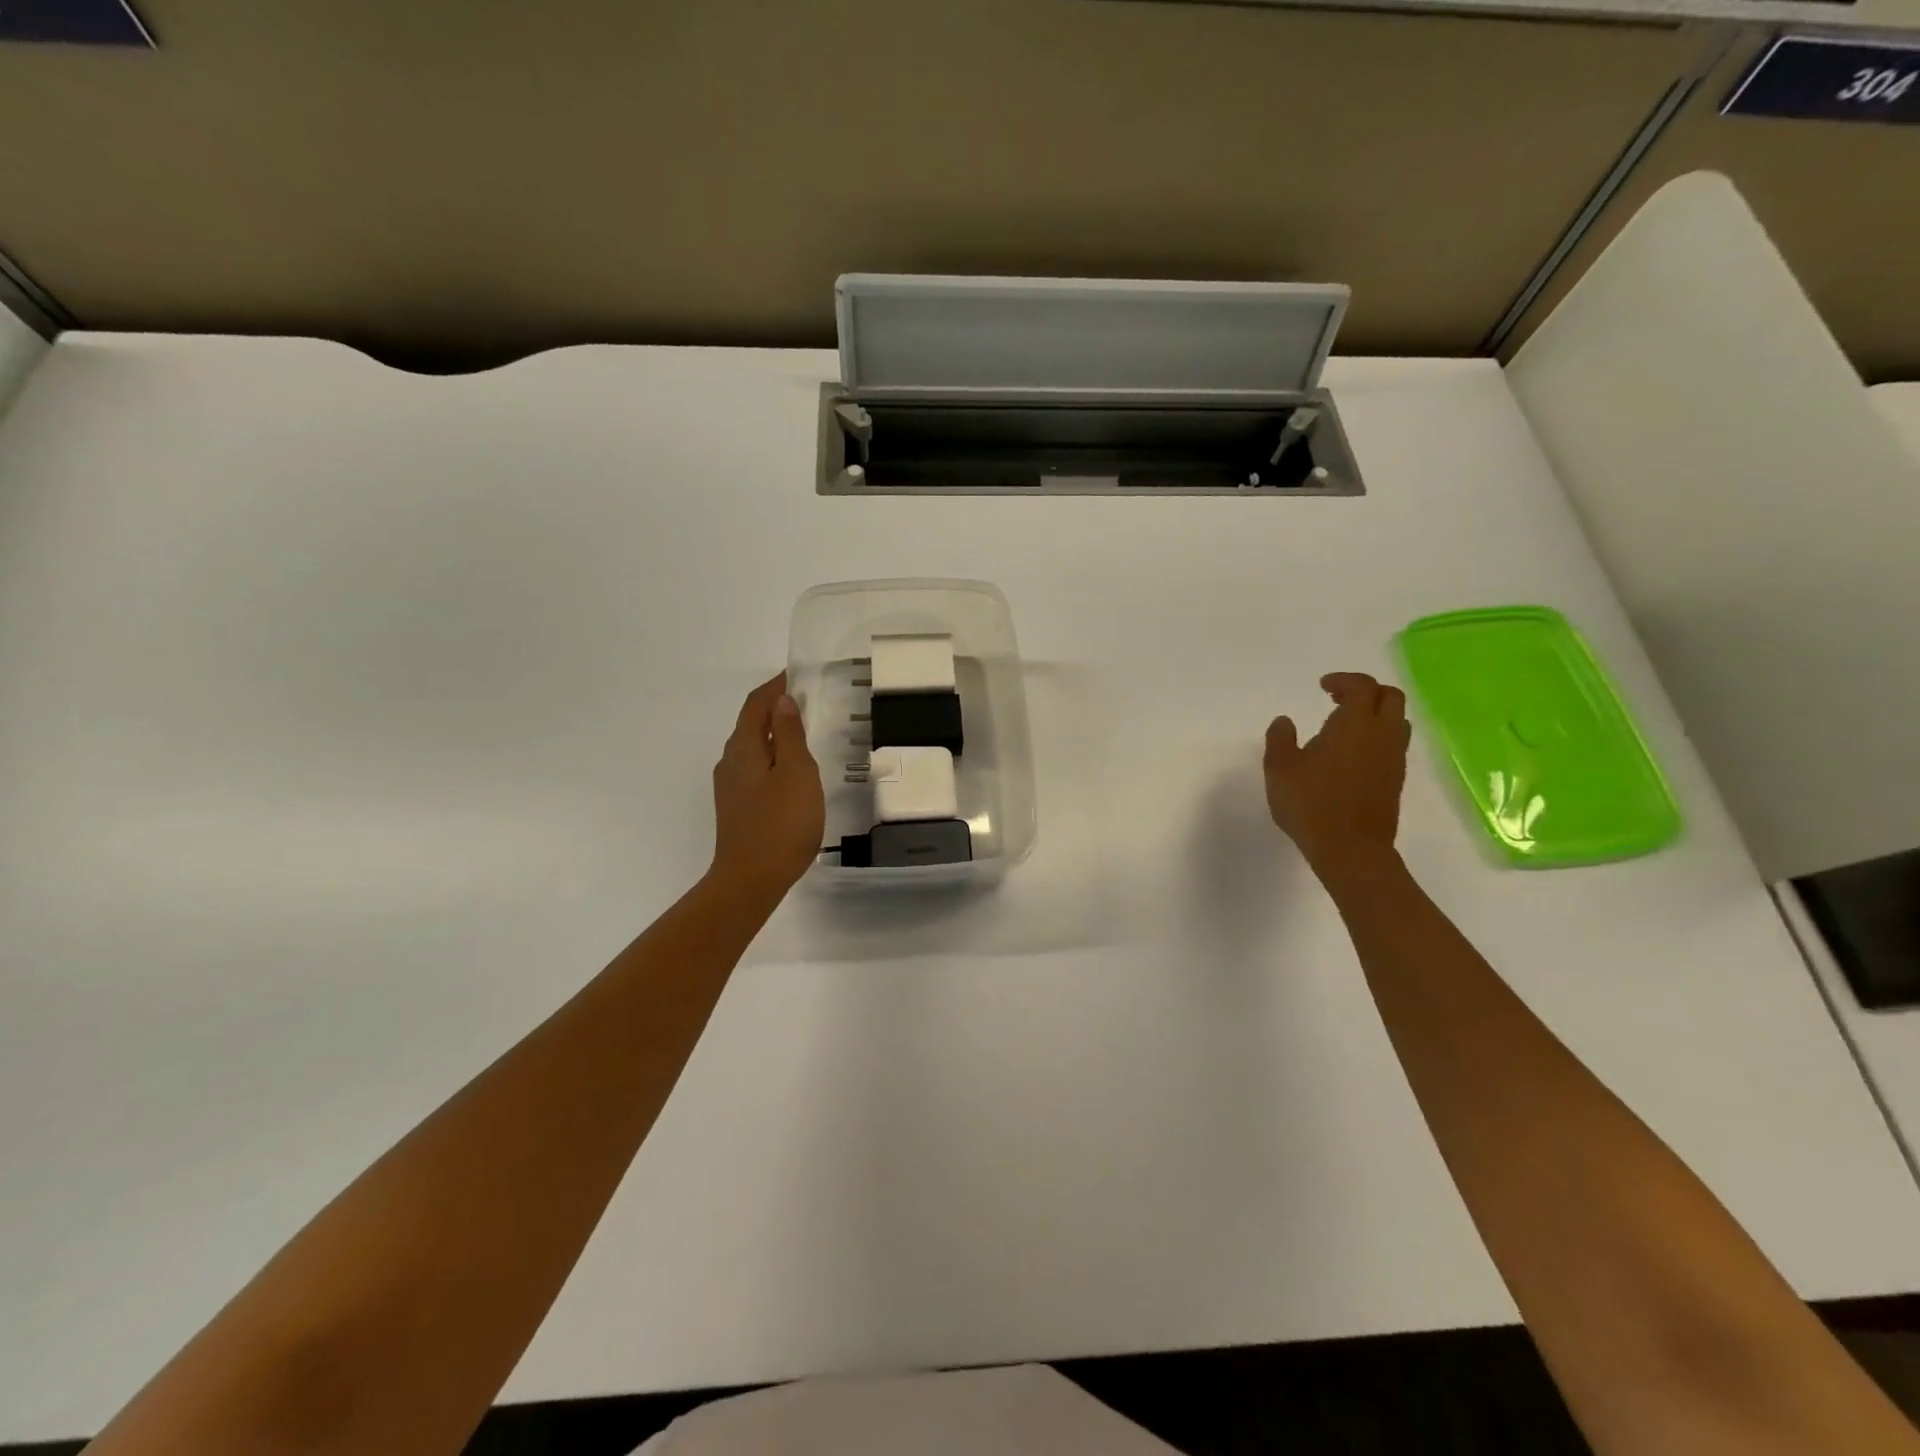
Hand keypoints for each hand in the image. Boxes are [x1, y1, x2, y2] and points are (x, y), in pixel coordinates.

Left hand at [710, 673, 825, 903]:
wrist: (750, 881)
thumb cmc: (781, 824)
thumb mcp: (797, 774)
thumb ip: (791, 736)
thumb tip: (782, 701)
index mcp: (744, 748)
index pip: (756, 704)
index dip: (775, 686)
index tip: (797, 673)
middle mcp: (731, 762)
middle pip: (751, 723)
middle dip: (775, 707)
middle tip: (806, 699)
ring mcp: (731, 786)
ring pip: (752, 747)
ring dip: (775, 732)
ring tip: (803, 731)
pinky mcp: (737, 806)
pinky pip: (754, 767)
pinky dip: (773, 755)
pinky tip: (791, 770)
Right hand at [1265, 672, 1411, 879]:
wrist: (1351, 850)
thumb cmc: (1311, 804)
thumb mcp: (1280, 768)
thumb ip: (1280, 739)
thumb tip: (1285, 721)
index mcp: (1355, 724)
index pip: (1362, 687)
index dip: (1344, 680)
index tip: (1323, 686)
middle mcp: (1382, 735)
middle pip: (1390, 697)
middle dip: (1366, 691)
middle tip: (1337, 699)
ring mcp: (1394, 758)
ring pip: (1397, 721)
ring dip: (1376, 714)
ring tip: (1346, 725)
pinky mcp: (1396, 779)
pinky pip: (1394, 744)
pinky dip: (1377, 737)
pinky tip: (1352, 753)